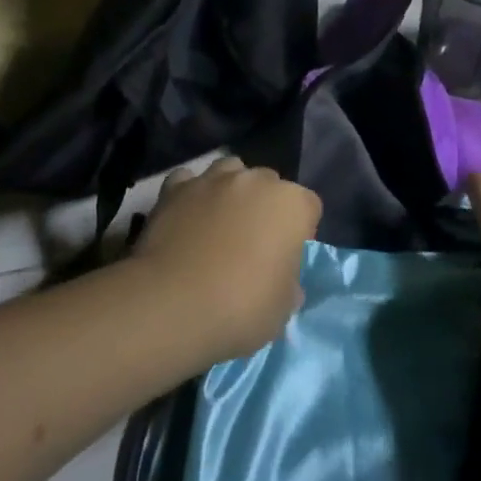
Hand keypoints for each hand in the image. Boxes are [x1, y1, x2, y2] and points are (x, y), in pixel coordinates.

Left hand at [129, 157, 321, 365]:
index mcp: (292, 204)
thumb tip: (284, 282)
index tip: (286, 258)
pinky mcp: (175, 189)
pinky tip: (185, 217)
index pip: (309, 206)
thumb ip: (289, 285)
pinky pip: (188, 181)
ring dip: (229, 191)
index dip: (300, 231)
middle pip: (270, 185)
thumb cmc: (240, 308)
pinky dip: (190, 194)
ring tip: (218, 223)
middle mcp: (257, 181)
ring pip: (230, 172)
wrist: (171, 306)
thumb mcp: (282, 309)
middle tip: (252, 243)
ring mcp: (214, 180)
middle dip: (265, 207)